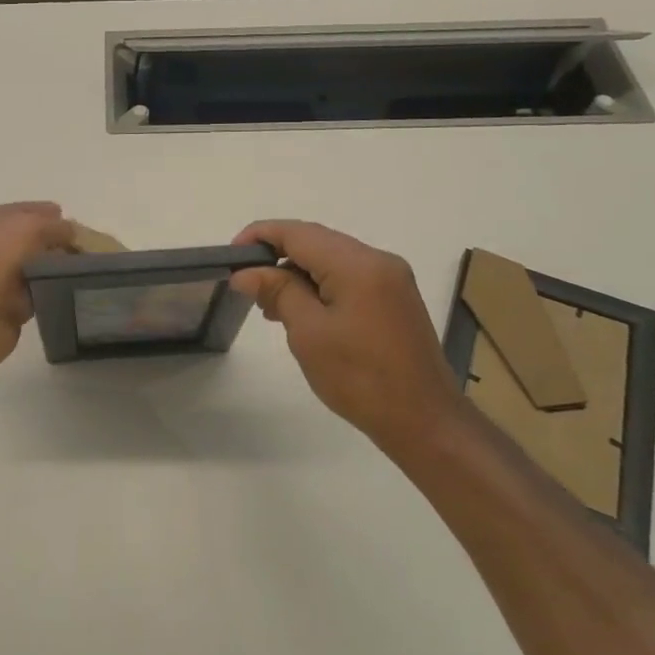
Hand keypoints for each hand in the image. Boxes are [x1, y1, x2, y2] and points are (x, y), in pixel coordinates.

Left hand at [0, 202, 76, 376]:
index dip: (50, 215)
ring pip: (38, 269)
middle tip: (89, 250)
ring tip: (89, 271)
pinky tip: (75, 292)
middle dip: (59, 243)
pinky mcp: (10, 308)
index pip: (24, 212)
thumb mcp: (26, 229)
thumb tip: (71, 231)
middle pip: (33, 241)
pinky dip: (54, 294)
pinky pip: (39, 295)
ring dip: (59, 270)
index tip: (79, 225)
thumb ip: (53, 226)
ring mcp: (0, 280)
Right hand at [230, 220, 471, 462]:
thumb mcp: (309, 333)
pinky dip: (319, 286)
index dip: (260, 237)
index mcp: (358, 264)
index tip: (230, 258)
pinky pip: (348, 277)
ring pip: (331, 259)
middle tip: (246, 287)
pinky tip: (301, 312)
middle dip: (277, 256)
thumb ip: (278, 292)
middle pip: (316, 241)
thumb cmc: (360, 378)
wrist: (424, 421)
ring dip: (297, 273)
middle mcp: (378, 260)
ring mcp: (391, 279)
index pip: (298, 233)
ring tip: (270, 306)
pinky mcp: (394, 298)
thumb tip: (246, 272)